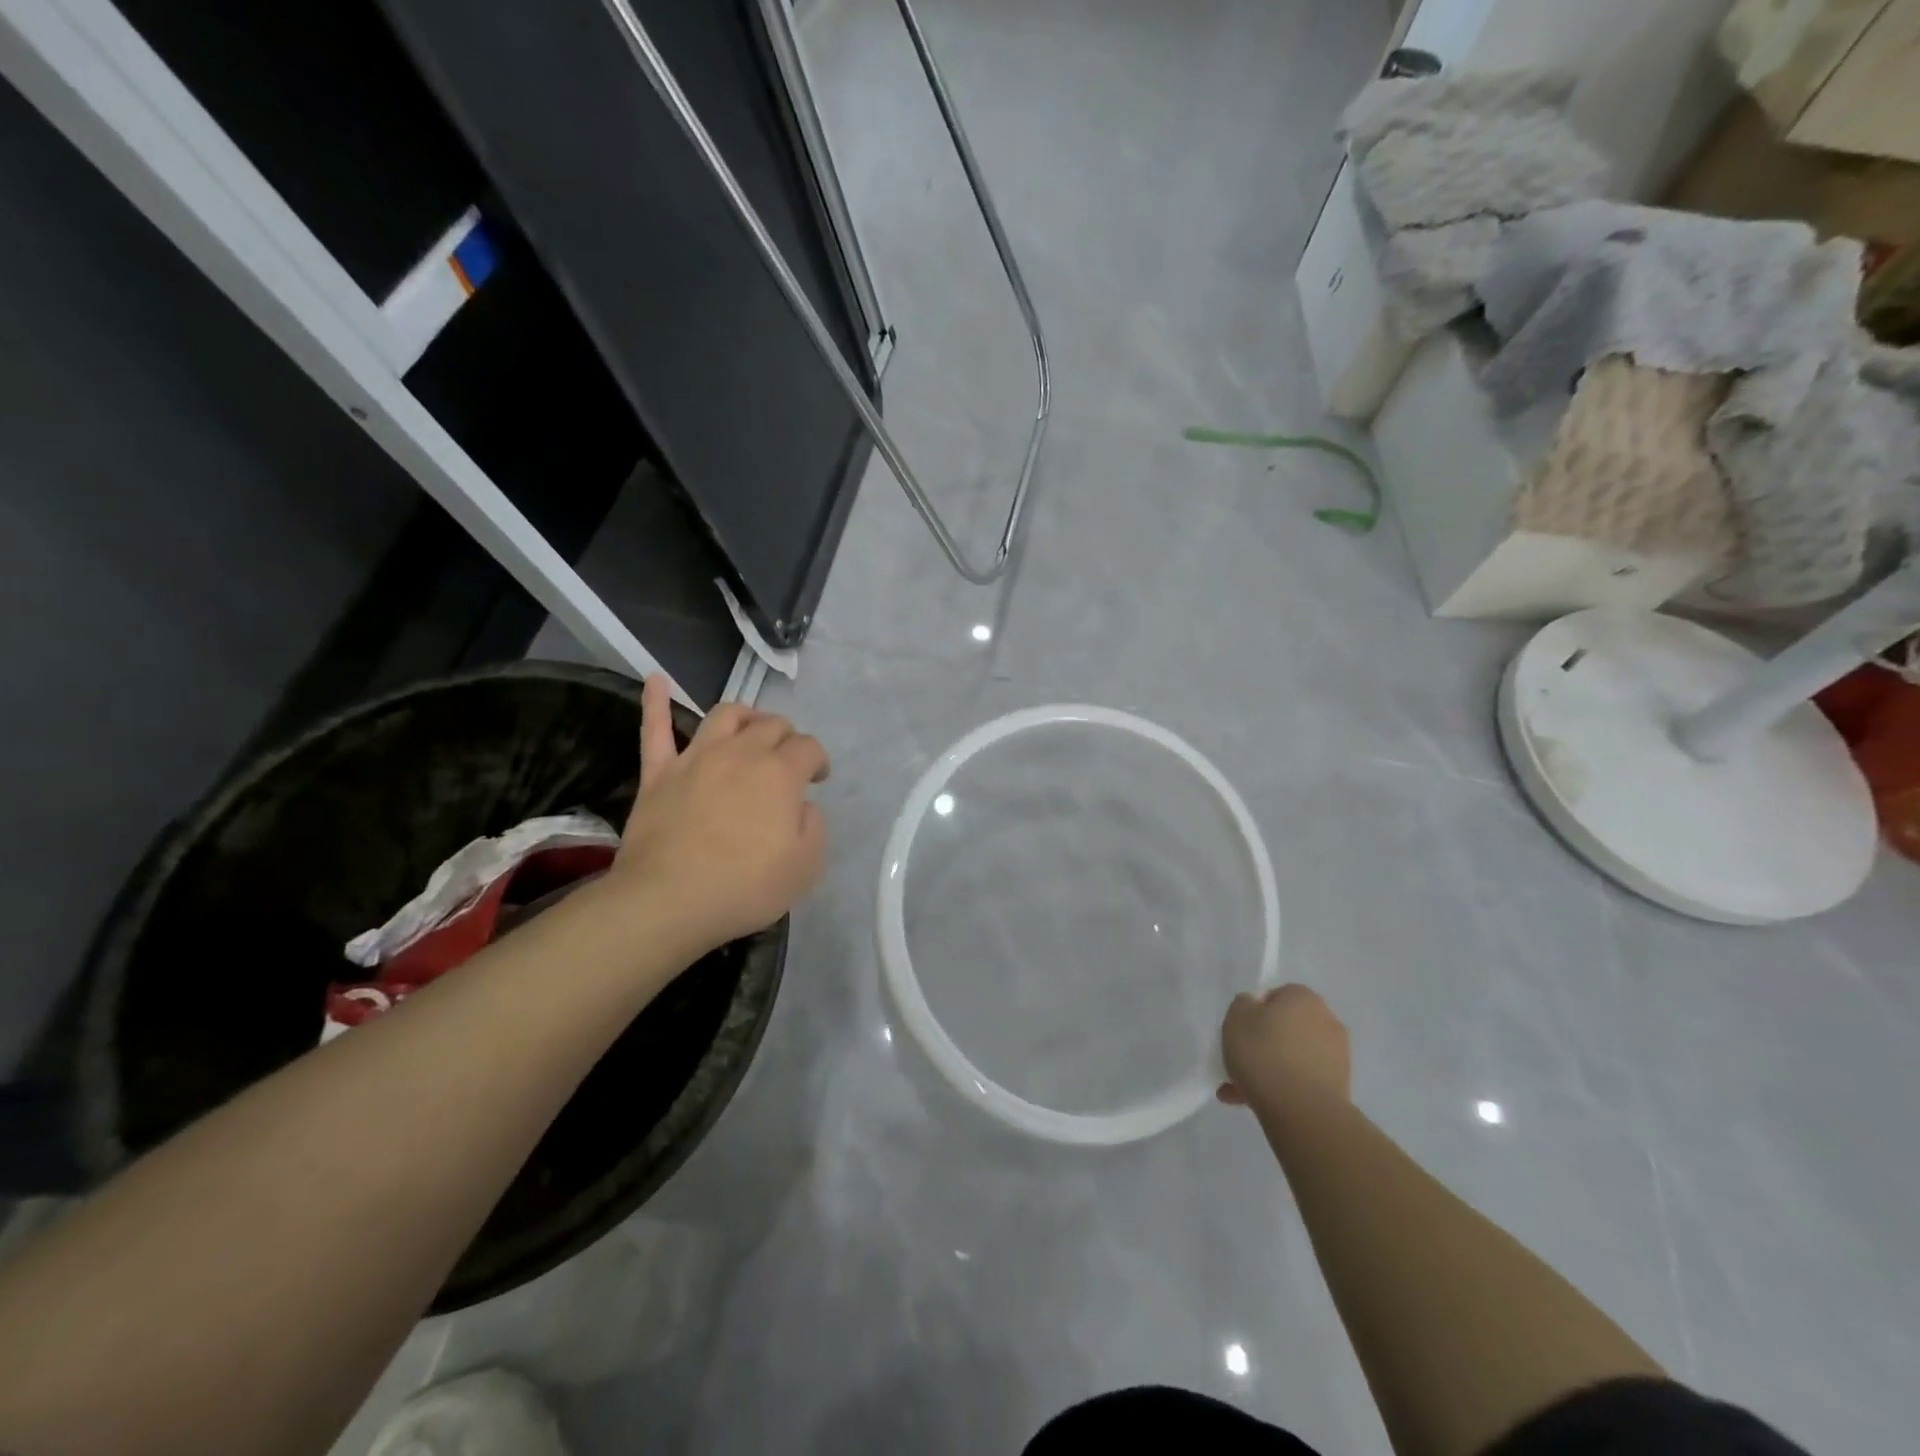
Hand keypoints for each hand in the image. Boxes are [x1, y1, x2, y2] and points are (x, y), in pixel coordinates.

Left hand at [611, 676, 830, 957]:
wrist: (669, 901)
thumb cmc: (745, 887)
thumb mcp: (807, 865)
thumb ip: (814, 825)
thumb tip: (801, 805)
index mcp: (780, 773)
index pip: (809, 747)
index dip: (819, 760)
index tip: (818, 780)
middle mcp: (741, 753)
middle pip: (771, 725)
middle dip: (787, 736)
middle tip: (788, 760)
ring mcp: (696, 758)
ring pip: (725, 715)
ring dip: (745, 715)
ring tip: (751, 727)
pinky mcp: (659, 773)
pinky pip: (656, 729)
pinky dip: (656, 702)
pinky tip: (656, 681)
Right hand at [1218, 984, 1350, 1108]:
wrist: (1302, 1110)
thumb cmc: (1264, 1053)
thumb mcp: (1236, 1017)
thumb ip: (1243, 1004)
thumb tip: (1255, 1007)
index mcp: (1304, 997)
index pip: (1276, 996)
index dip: (1255, 1012)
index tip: (1240, 1032)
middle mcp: (1327, 1020)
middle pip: (1286, 1028)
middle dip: (1263, 1044)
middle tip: (1239, 1061)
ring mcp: (1337, 1056)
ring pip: (1292, 1056)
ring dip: (1271, 1068)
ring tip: (1240, 1090)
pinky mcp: (1339, 1087)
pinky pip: (1302, 1080)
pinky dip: (1283, 1088)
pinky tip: (1257, 1103)